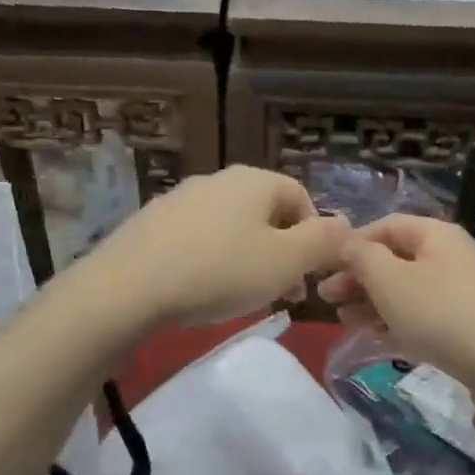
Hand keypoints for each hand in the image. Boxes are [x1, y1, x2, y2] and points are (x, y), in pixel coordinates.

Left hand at [86, 166, 348, 328]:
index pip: (301, 197)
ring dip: (248, 256)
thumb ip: (323, 242)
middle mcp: (218, 179)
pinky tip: (202, 289)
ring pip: (231, 226)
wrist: (127, 287)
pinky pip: (197, 238)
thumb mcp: (285, 262)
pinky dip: (211, 260)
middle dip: (282, 250)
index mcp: (255, 180)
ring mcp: (180, 198)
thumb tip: (347, 226)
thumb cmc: (219, 272)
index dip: (315, 236)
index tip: (310, 276)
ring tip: (243, 295)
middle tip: (282, 292)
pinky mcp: (151, 223)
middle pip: (265, 212)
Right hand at [317, 214, 474, 385]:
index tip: (324, 268)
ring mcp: (460, 291)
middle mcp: (449, 255)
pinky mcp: (466, 324)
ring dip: (372, 302)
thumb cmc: (441, 314)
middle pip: (394, 258)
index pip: (385, 226)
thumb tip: (344, 241)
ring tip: (344, 322)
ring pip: (406, 289)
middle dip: (358, 277)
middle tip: (327, 299)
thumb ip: (361, 257)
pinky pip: (422, 314)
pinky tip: (377, 338)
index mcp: (434, 234)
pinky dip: (397, 321)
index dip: (351, 244)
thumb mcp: (390, 280)